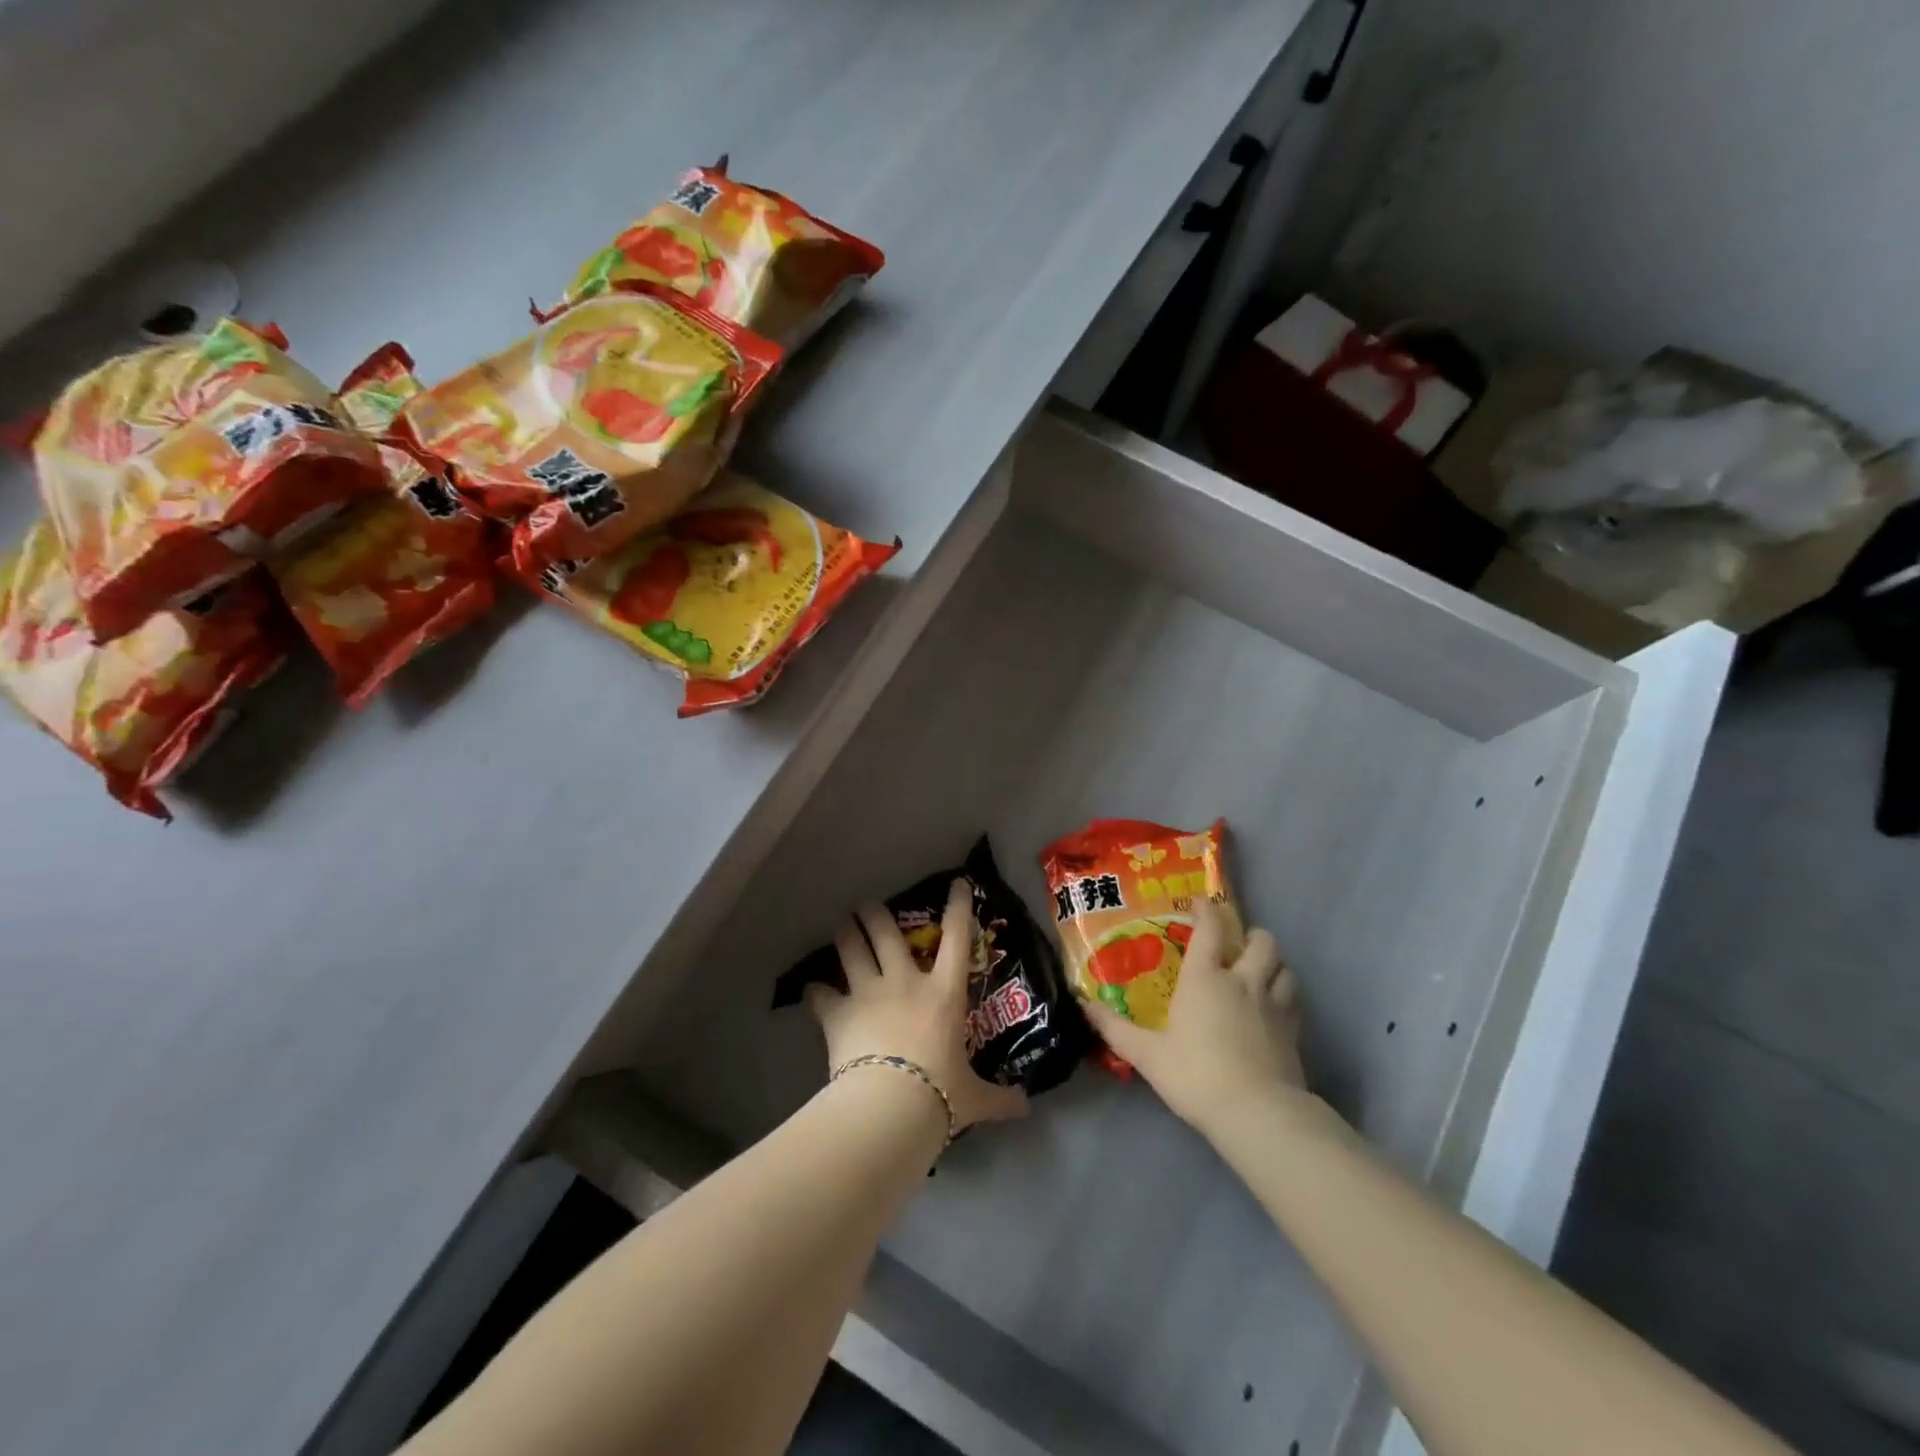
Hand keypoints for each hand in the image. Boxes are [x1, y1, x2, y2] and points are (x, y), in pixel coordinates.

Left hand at [806, 878, 1028, 1130]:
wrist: (891, 1106)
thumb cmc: (940, 1094)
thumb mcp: (974, 1097)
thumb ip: (998, 1098)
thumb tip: (1025, 1108)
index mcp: (944, 992)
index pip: (957, 937)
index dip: (958, 906)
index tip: (956, 882)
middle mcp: (905, 981)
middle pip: (887, 932)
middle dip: (875, 914)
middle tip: (866, 906)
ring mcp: (869, 993)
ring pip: (852, 949)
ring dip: (846, 934)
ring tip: (841, 925)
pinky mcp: (839, 1013)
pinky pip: (821, 994)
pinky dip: (815, 991)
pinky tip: (811, 990)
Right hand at [1080, 898, 1306, 1135]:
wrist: (1257, 1113)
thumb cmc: (1196, 1074)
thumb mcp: (1147, 1054)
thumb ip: (1115, 1028)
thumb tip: (1084, 1004)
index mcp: (1205, 977)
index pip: (1210, 928)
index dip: (1206, 910)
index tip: (1200, 903)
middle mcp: (1242, 980)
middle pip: (1261, 941)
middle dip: (1250, 935)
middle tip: (1236, 944)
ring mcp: (1273, 1004)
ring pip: (1284, 967)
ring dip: (1273, 963)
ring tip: (1260, 971)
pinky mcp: (1293, 1031)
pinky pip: (1294, 999)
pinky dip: (1285, 994)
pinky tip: (1275, 1008)